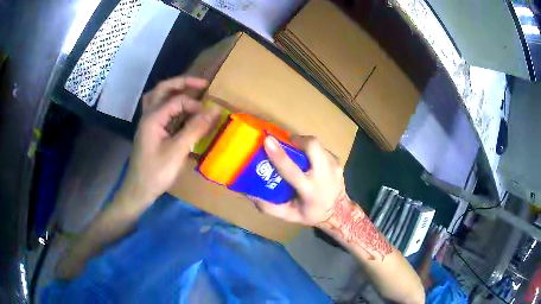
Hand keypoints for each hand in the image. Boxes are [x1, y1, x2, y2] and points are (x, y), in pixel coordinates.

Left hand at [118, 76, 219, 210]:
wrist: (138, 190)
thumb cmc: (156, 173)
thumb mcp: (177, 151)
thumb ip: (194, 129)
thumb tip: (214, 111)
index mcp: (153, 118)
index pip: (177, 100)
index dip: (195, 105)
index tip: (209, 116)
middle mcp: (148, 115)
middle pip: (163, 89)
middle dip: (183, 83)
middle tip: (202, 84)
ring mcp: (147, 123)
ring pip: (157, 97)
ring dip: (173, 90)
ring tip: (189, 91)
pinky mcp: (149, 131)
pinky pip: (158, 109)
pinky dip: (169, 104)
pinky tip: (179, 111)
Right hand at [249, 135, 347, 225]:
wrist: (340, 212)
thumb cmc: (311, 214)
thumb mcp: (288, 216)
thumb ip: (268, 206)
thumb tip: (248, 193)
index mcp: (309, 190)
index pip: (292, 171)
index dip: (279, 155)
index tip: (268, 140)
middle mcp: (324, 175)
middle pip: (312, 146)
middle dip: (297, 140)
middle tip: (286, 144)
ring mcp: (334, 166)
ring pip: (317, 144)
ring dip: (304, 144)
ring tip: (296, 152)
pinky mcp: (338, 161)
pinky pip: (322, 149)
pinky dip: (312, 151)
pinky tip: (309, 161)